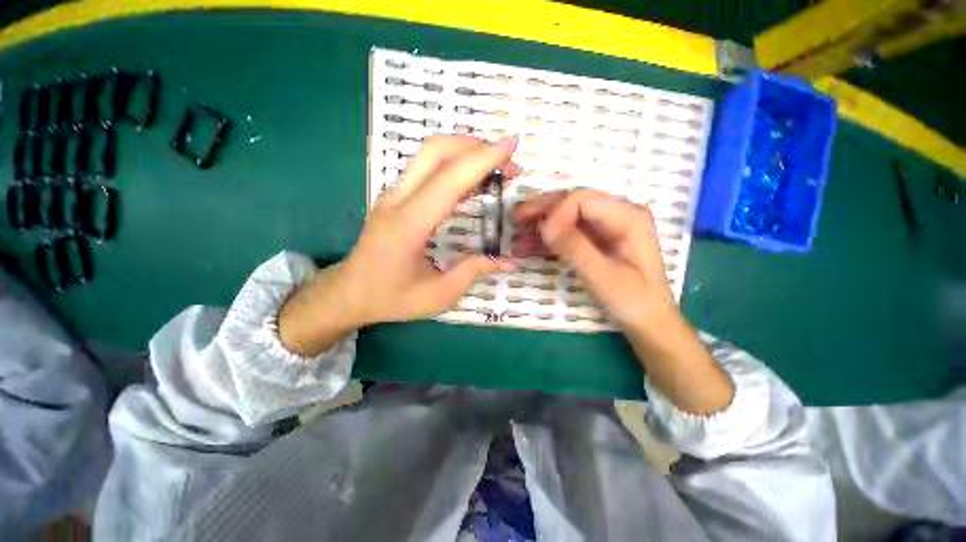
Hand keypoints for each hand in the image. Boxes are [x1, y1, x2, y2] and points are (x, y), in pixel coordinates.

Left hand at [279, 135, 518, 355]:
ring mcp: (393, 194)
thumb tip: (509, 262)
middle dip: (476, 146)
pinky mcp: (395, 196)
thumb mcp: (438, 294)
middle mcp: (398, 200)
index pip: (449, 179)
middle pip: (436, 151)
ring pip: (429, 154)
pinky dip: (453, 163)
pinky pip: (426, 168)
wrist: (350, 292)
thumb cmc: (392, 297)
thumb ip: (474, 272)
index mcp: (409, 225)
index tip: (512, 145)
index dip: (483, 158)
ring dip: (465, 150)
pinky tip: (472, 179)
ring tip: (495, 166)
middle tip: (507, 159)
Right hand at [512, 190, 673, 333]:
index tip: (537, 230)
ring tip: (517, 230)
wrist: (646, 321)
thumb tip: (545, 223)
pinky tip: (529, 244)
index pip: (583, 199)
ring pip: (568, 216)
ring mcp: (607, 227)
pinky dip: (549, 238)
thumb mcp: (602, 275)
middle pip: (574, 203)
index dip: (556, 210)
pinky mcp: (597, 240)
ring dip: (542, 223)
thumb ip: (574, 247)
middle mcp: (618, 215)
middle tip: (515, 217)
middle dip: (543, 210)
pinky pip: (569, 232)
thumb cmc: (631, 300)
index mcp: (628, 217)